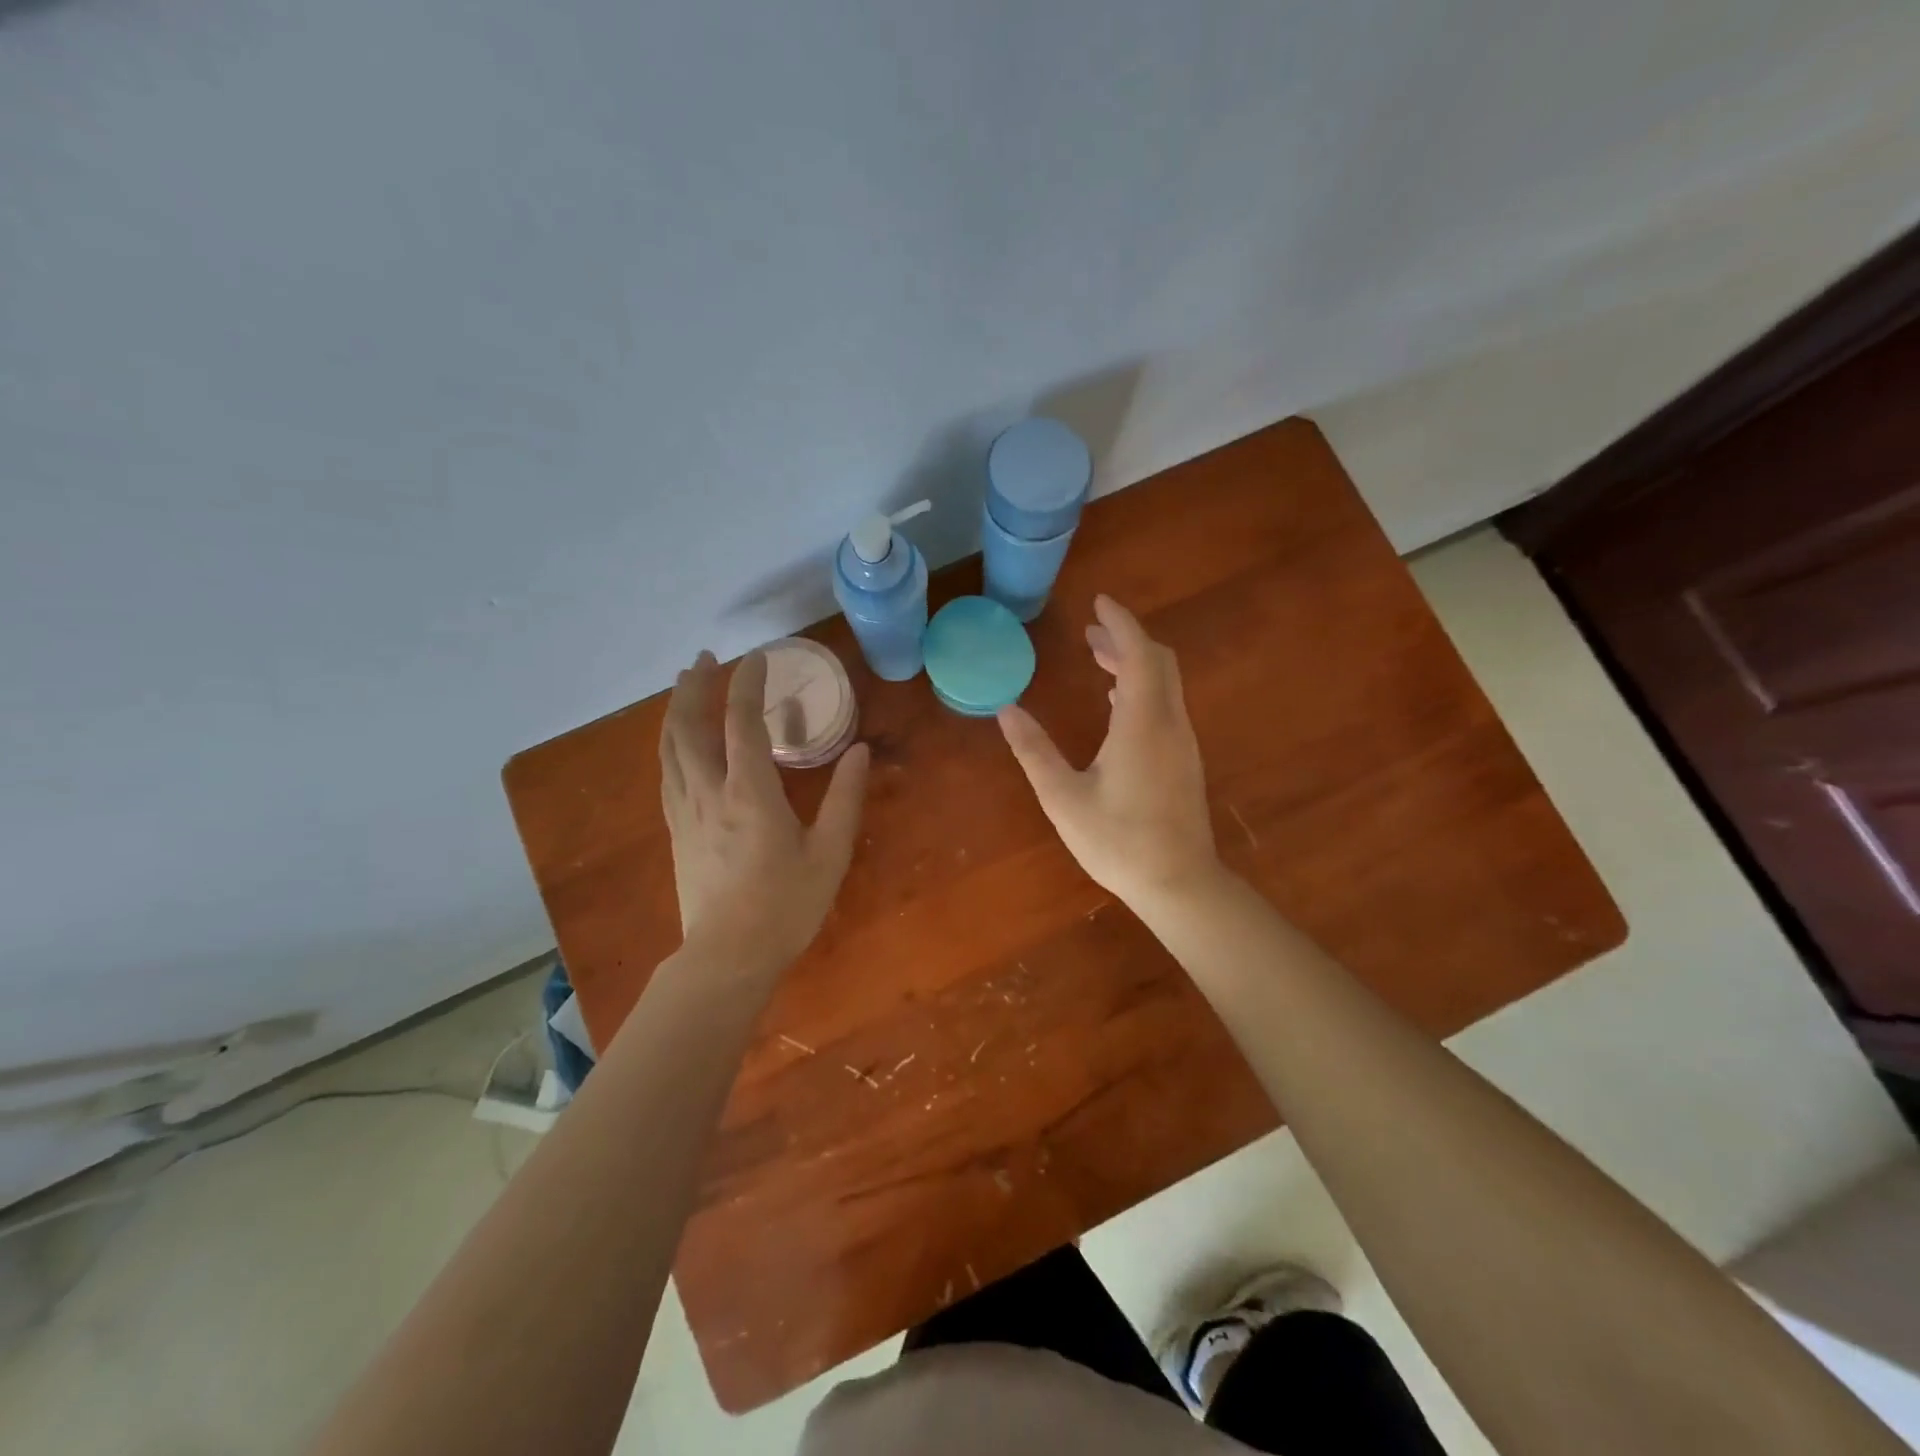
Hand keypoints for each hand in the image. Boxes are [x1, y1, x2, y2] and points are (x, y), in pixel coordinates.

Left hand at [660, 650, 870, 971]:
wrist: (728, 957)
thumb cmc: (786, 906)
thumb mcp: (830, 853)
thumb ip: (845, 798)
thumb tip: (860, 751)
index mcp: (750, 792)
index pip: (742, 722)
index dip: (749, 684)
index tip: (759, 658)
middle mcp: (709, 792)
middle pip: (690, 725)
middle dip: (696, 686)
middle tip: (706, 658)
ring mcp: (685, 811)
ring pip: (670, 747)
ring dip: (676, 709)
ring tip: (684, 685)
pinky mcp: (676, 830)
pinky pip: (666, 773)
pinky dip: (669, 743)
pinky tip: (675, 741)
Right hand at [997, 595, 1219, 911]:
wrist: (1179, 884)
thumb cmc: (1118, 841)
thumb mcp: (1063, 797)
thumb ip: (1034, 751)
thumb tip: (1007, 710)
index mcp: (1141, 723)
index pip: (1138, 653)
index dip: (1120, 622)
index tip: (1099, 601)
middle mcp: (1169, 723)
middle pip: (1158, 661)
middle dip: (1126, 639)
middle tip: (1090, 632)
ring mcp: (1182, 742)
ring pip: (1164, 683)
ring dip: (1135, 663)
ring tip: (1098, 659)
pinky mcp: (1185, 760)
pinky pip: (1166, 705)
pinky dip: (1143, 689)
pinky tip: (1117, 704)